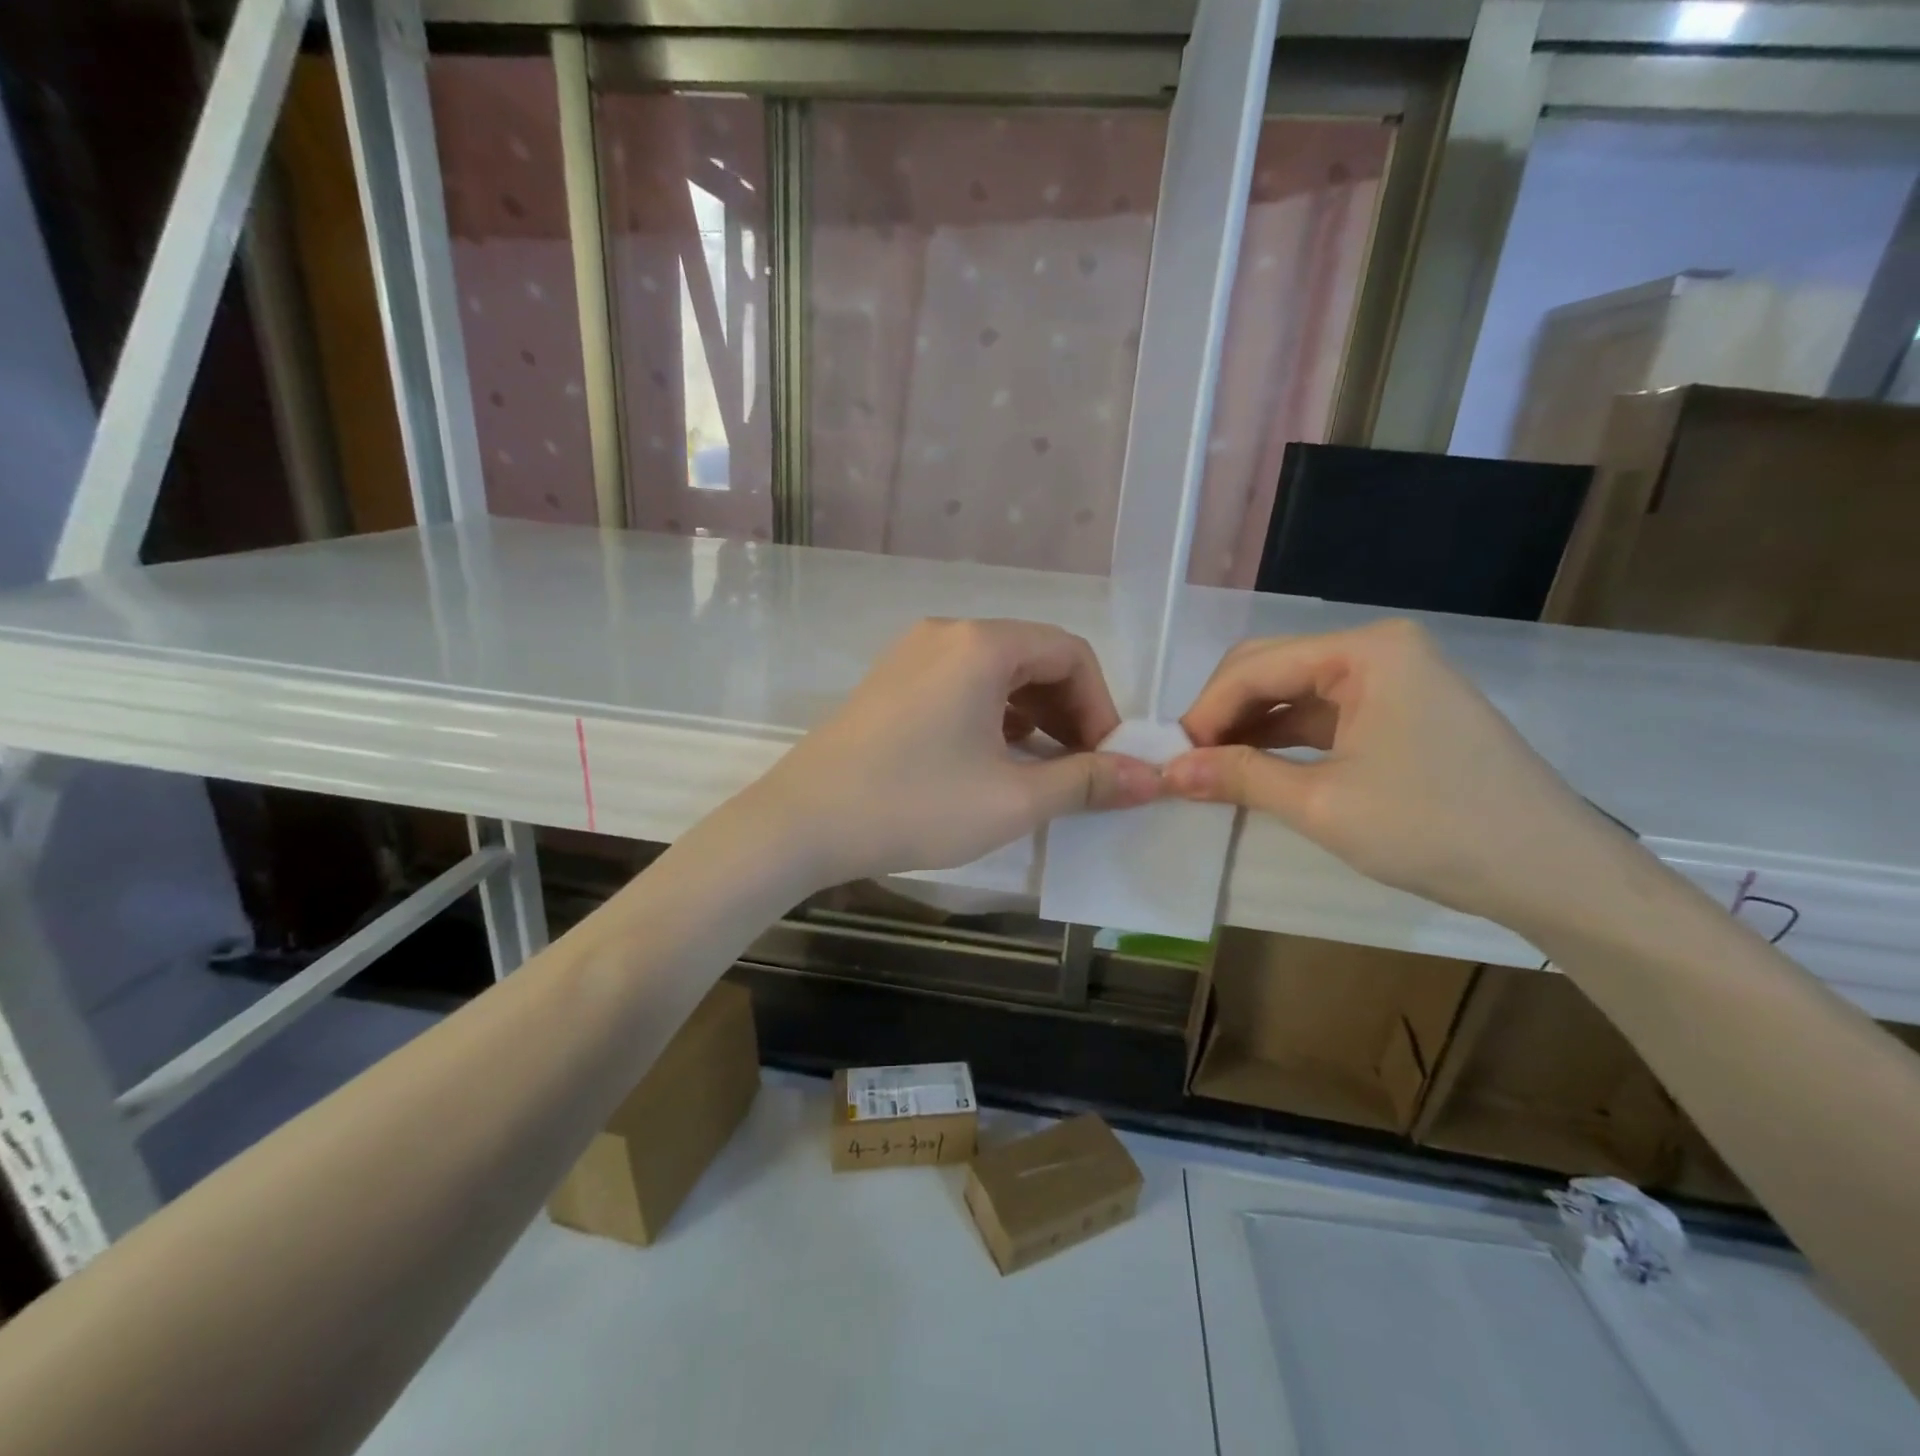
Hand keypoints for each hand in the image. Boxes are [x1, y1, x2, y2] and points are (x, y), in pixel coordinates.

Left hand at [742, 619, 1161, 887]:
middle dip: (1069, 712)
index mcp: (982, 644)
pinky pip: (962, 686)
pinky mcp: (892, 682)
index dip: (1101, 706)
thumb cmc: (915, 806)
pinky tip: (996, 762)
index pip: (1071, 653)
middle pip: (1034, 658)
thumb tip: (1152, 778)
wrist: (802, 823)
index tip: (1106, 761)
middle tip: (1081, 770)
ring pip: (997, 674)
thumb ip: (1088, 782)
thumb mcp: (1013, 800)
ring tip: (1043, 772)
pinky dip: (993, 717)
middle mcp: (948, 633)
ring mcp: (913, 654)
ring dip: (1033, 716)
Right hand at [1163, 620, 1622, 926]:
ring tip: (1210, 771)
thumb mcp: (1323, 804)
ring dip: (1249, 729)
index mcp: (1365, 652)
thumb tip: (1168, 770)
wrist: (1553, 874)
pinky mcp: (1400, 710)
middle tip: (1187, 764)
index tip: (1169, 758)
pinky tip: (1254, 768)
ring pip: (1294, 693)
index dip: (1205, 711)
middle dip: (1224, 714)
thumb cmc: (1437, 830)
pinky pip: (1323, 714)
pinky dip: (1284, 740)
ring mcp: (1393, 678)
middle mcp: (1378, 650)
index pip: (1256, 667)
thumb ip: (1239, 777)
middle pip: (1272, 669)